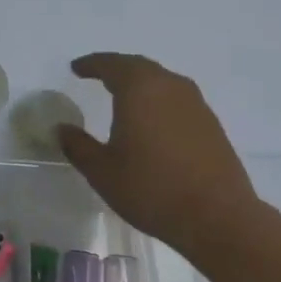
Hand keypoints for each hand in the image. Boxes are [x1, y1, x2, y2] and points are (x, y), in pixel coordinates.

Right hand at [58, 53, 267, 260]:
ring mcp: (195, 104)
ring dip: (140, 83)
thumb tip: (62, 129)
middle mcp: (169, 87)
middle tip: (97, 75)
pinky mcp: (211, 124)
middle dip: (116, 68)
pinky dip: (159, 100)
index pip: (111, 64)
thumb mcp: (102, 171)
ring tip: (123, 96)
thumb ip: (78, 146)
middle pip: (139, 66)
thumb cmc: (151, 189)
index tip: (76, 68)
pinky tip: (153, 120)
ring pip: (162, 81)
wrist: (218, 217)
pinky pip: (177, 99)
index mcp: (139, 89)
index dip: (91, 64)